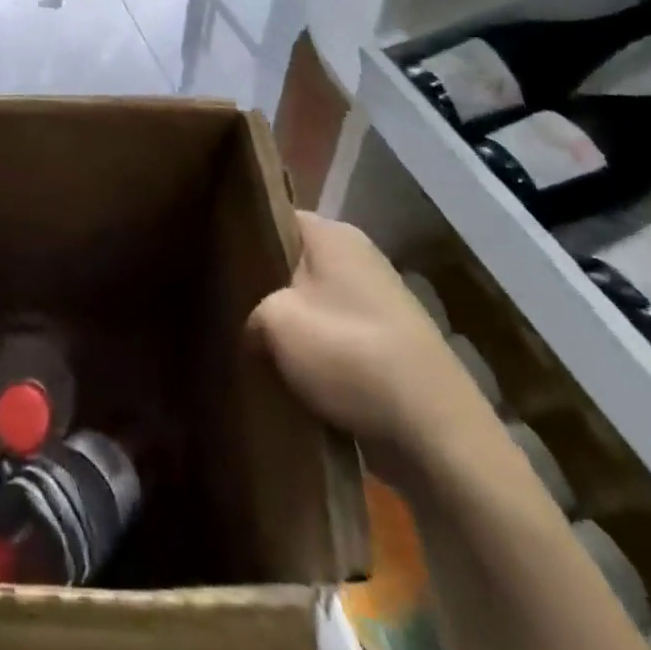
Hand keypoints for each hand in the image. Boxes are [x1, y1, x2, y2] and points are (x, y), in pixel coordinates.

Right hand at [249, 214, 505, 489]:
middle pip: (293, 259)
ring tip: (249, 340)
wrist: (437, 433)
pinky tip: (288, 371)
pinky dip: (315, 349)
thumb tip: (250, 327)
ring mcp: (378, 299)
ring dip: (289, 321)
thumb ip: (249, 311)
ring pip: (313, 299)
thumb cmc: (350, 355)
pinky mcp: (389, 342)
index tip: (214, 257)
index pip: (274, 216)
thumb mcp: (275, 323)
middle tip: (224, 302)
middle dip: (263, 282)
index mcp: (332, 233)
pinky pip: (336, 333)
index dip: (242, 234)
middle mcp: (358, 256)